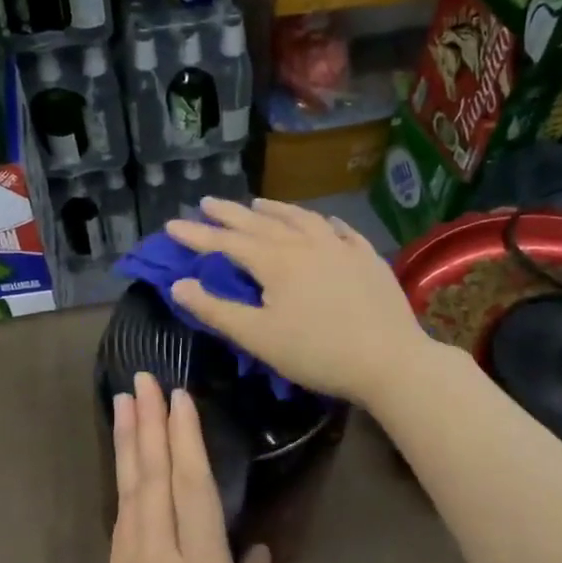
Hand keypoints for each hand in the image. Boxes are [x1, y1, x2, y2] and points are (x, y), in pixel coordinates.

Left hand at [85, 374, 274, 562]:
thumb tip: (256, 550)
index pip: (193, 489)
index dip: (185, 439)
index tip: (180, 398)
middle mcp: (162, 558)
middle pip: (154, 477)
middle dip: (148, 423)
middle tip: (143, 378)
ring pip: (130, 490)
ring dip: (128, 442)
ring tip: (126, 402)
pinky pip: (121, 518)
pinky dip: (122, 481)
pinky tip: (125, 464)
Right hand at [166, 198, 433, 408]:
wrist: (390, 360)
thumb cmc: (317, 353)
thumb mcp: (258, 337)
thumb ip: (216, 310)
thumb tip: (179, 285)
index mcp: (275, 261)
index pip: (226, 243)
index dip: (196, 235)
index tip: (171, 225)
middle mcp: (305, 244)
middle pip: (260, 223)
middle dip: (230, 214)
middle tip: (207, 202)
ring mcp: (340, 247)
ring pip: (301, 219)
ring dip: (275, 210)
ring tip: (257, 203)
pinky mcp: (367, 258)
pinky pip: (340, 231)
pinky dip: (322, 222)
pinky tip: (322, 221)